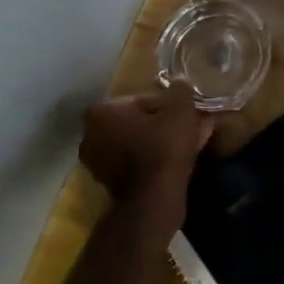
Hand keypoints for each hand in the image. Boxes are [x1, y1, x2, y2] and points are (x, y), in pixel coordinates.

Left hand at [79, 84, 214, 221]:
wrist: (153, 199)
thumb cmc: (162, 146)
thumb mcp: (179, 108)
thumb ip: (180, 89)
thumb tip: (180, 84)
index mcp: (100, 112)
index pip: (139, 99)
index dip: (166, 103)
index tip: (185, 112)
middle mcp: (91, 136)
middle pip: (137, 121)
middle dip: (164, 122)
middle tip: (190, 125)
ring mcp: (98, 163)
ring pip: (139, 142)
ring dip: (162, 140)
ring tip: (192, 142)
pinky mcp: (110, 184)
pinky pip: (138, 161)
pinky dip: (156, 159)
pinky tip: (181, 159)